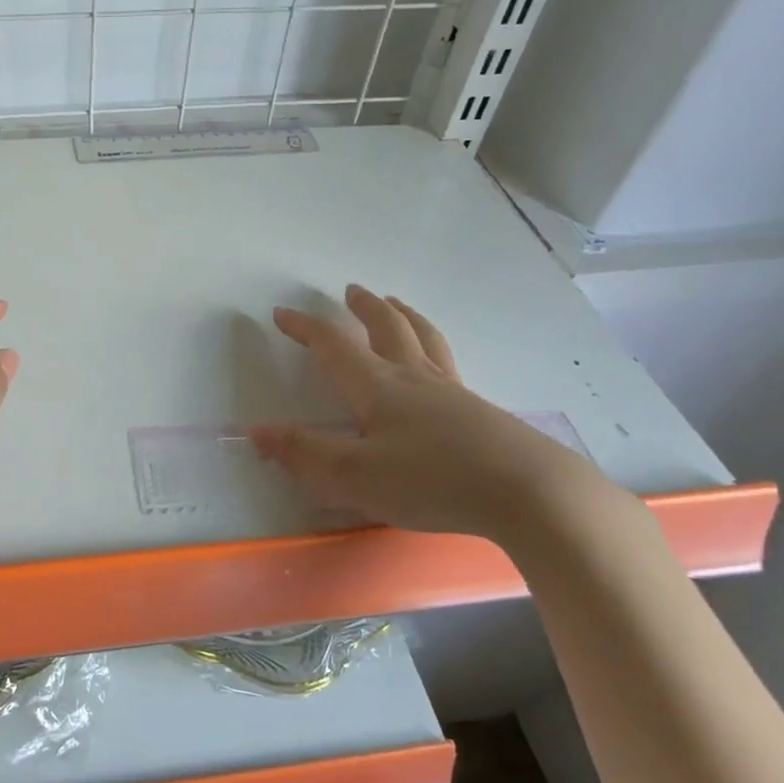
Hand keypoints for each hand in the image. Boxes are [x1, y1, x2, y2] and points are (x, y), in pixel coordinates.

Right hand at [252, 284, 594, 539]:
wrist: (527, 492)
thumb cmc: (430, 480)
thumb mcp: (354, 475)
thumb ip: (304, 454)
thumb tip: (256, 432)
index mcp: (377, 386)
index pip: (333, 346)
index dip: (305, 328)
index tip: (282, 312)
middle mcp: (413, 378)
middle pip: (388, 328)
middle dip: (365, 308)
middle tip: (353, 290)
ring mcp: (452, 391)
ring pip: (424, 339)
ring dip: (405, 316)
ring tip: (397, 305)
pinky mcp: (480, 411)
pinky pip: (448, 363)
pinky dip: (433, 348)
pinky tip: (438, 366)